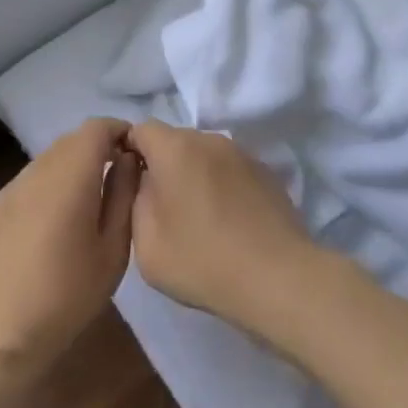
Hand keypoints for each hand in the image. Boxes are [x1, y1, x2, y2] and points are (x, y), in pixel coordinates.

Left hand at [0, 118, 137, 372]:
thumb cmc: (67, 297)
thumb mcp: (113, 250)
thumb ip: (123, 195)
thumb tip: (127, 159)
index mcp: (69, 177)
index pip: (96, 127)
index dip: (119, 132)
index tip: (135, 156)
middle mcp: (36, 171)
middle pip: (72, 140)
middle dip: (98, 149)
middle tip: (117, 181)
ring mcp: (10, 188)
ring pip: (49, 159)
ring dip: (72, 167)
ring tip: (87, 205)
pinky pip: (30, 181)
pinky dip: (49, 186)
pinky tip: (54, 224)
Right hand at [125, 122, 320, 335]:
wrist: (278, 278)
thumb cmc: (202, 260)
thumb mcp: (146, 243)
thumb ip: (135, 200)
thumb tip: (145, 180)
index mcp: (175, 148)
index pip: (141, 130)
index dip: (130, 151)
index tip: (129, 183)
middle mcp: (209, 139)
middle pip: (174, 141)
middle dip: (163, 166)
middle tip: (162, 208)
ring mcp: (242, 154)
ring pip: (204, 155)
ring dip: (194, 176)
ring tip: (198, 219)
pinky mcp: (266, 172)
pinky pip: (230, 170)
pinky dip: (221, 186)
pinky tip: (227, 222)